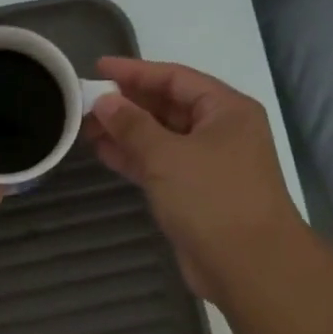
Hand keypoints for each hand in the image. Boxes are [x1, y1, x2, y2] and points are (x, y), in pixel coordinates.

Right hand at [85, 58, 300, 305]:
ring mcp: (206, 164)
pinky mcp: (193, 193)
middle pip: (167, 106)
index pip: (175, 78)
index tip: (97, 69)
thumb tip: (104, 102)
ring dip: (125, 132)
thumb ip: (132, 126)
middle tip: (85, 101)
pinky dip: (133, 158)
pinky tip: (103, 152)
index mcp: (225, 110)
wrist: (247, 264)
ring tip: (85, 126)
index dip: (135, 72)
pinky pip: (159, 165)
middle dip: (127, 103)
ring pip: (160, 138)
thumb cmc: (212, 199)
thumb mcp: (168, 155)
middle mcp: (219, 131)